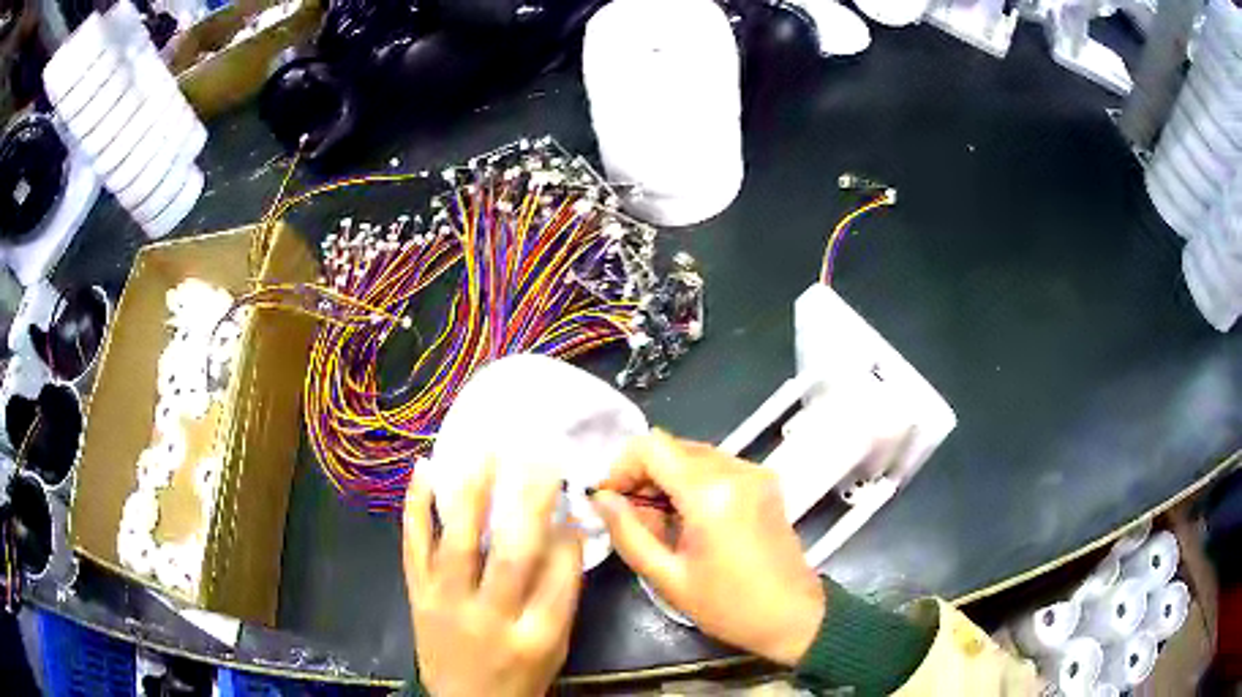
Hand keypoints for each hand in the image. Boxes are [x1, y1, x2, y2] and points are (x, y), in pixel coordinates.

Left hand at [403, 463, 583, 696]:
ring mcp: (446, 604)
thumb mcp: (554, 647)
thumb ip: (561, 595)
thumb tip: (565, 533)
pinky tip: (423, 471)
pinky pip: (413, 547)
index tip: (570, 495)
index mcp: (535, 636)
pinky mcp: (417, 596)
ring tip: (484, 453)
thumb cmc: (519, 676)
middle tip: (537, 458)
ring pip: (457, 544)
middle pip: (511, 555)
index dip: (567, 533)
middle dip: (527, 503)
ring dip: (471, 494)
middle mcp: (489, 618)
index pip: (558, 576)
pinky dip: (415, 507)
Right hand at [592, 430, 825, 665]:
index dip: (622, 467)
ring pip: (693, 454)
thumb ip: (628, 532)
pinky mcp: (764, 481)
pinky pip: (715, 466)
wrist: (793, 616)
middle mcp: (736, 469)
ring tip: (659, 521)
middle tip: (631, 516)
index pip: (651, 446)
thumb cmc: (728, 606)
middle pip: (672, 446)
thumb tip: (600, 498)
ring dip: (666, 478)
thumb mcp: (668, 577)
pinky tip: (688, 518)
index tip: (611, 500)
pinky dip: (691, 482)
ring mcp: (754, 472)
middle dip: (643, 474)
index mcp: (711, 492)